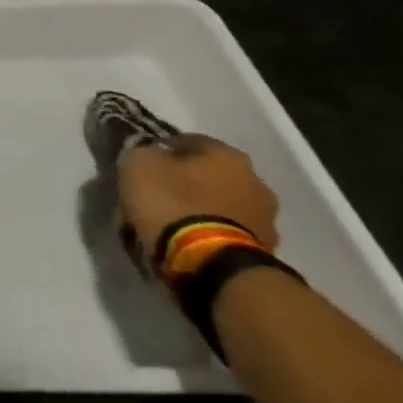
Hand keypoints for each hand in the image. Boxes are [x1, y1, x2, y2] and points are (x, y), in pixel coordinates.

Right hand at [118, 135, 280, 261]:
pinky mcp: (263, 249)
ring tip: (170, 220)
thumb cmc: (172, 202)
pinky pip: (226, 230)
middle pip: (210, 174)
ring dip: (200, 208)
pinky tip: (185, 239)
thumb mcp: (138, 164)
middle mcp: (255, 181)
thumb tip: (151, 155)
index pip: (189, 141)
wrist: (210, 261)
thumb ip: (143, 153)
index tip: (142, 164)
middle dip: (186, 181)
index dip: (161, 149)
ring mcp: (265, 218)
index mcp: (228, 154)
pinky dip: (208, 231)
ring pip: (221, 204)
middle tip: (156, 192)